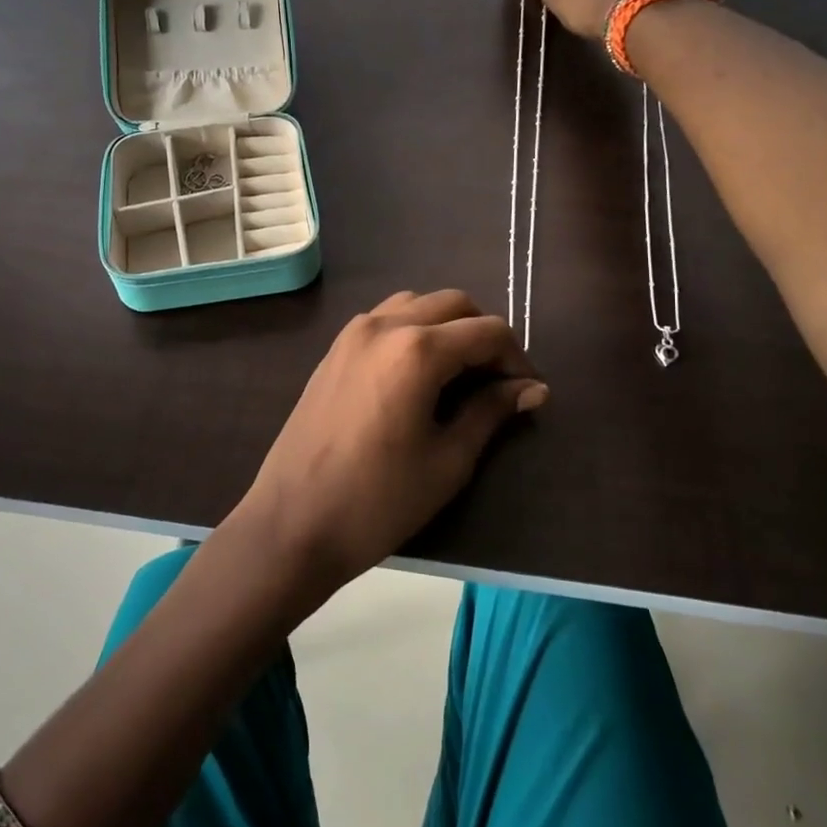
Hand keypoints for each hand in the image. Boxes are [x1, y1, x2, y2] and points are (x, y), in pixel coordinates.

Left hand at [232, 290, 547, 589]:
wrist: (293, 522)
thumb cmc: (379, 500)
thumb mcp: (448, 460)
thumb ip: (491, 412)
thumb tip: (533, 388)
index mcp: (416, 349)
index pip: (487, 331)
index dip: (517, 358)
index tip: (528, 392)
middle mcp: (384, 325)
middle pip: (453, 304)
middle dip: (484, 335)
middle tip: (497, 382)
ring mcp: (352, 333)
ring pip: (416, 304)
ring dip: (447, 327)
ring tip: (460, 375)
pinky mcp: (334, 350)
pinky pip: (385, 320)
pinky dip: (413, 331)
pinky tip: (418, 375)